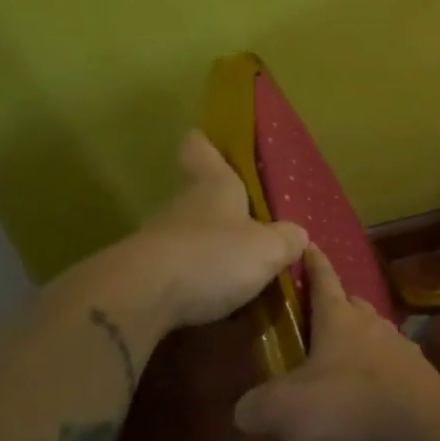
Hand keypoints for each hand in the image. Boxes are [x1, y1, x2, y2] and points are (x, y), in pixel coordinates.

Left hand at [51, 130, 306, 342]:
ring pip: (190, 235)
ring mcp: (159, 240)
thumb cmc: (213, 255)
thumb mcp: (268, 248)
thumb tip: (297, 235)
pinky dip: (197, 282)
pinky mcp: (145, 275)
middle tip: (253, 226)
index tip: (209, 140)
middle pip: (198, 196)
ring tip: (241, 272)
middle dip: (222, 209)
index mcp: (213, 185)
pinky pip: (179, 272)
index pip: (200, 148)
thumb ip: (287, 240)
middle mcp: (183, 205)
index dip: (206, 143)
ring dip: (211, 249)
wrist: (142, 298)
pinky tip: (218, 300)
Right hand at [234, 245, 439, 440]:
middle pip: (352, 304)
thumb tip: (244, 410)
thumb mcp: (286, 409)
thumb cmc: (348, 402)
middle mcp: (371, 323)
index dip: (313, 263)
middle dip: (337, 305)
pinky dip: (379, 370)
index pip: (323, 279)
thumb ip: (258, 406)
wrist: (421, 421)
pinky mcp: (418, 373)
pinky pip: (393, 363)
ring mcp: (399, 346)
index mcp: (338, 318)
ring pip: (375, 332)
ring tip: (342, 358)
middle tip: (319, 316)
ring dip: (360, 339)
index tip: (309, 246)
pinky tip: (371, 390)